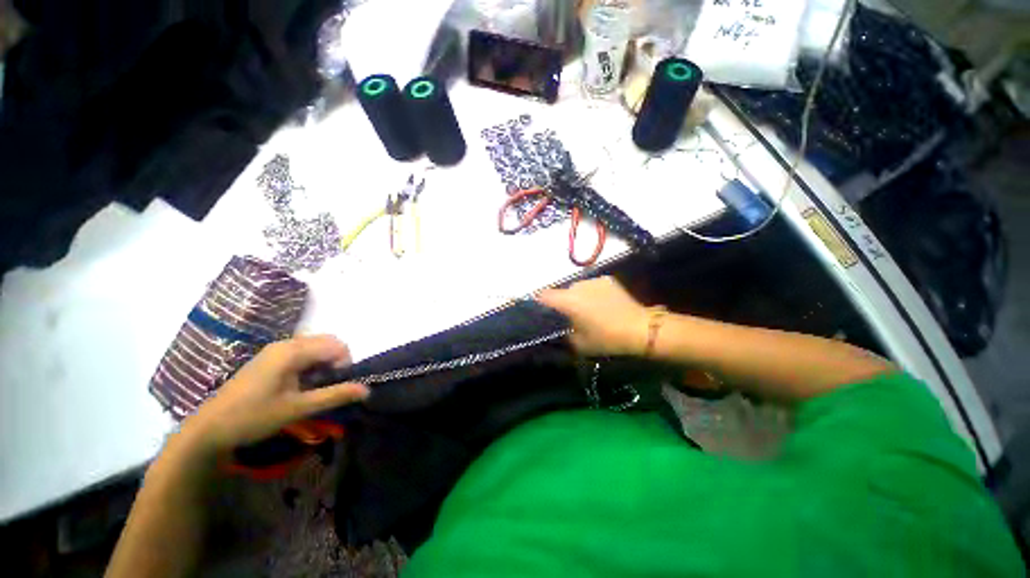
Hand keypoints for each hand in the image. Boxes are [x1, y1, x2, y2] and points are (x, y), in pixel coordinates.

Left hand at [180, 335, 368, 455]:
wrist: (208, 429)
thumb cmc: (253, 417)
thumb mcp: (297, 408)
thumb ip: (334, 396)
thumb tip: (367, 390)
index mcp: (292, 352)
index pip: (337, 345)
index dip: (344, 364)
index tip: (335, 385)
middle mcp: (285, 344)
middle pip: (327, 342)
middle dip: (336, 361)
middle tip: (327, 385)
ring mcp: (275, 350)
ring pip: (315, 346)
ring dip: (323, 363)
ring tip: (313, 387)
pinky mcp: (269, 358)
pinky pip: (301, 352)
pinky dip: (310, 364)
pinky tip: (299, 385)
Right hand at [537, 276, 649, 356]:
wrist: (640, 329)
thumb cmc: (606, 339)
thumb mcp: (578, 344)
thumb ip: (562, 332)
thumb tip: (556, 326)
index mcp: (568, 301)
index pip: (543, 296)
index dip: (538, 303)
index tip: (540, 312)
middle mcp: (577, 286)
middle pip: (561, 292)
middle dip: (561, 303)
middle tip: (569, 317)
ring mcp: (592, 281)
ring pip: (576, 288)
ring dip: (576, 297)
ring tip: (587, 311)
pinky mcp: (606, 280)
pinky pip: (590, 286)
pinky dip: (590, 294)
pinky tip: (601, 305)